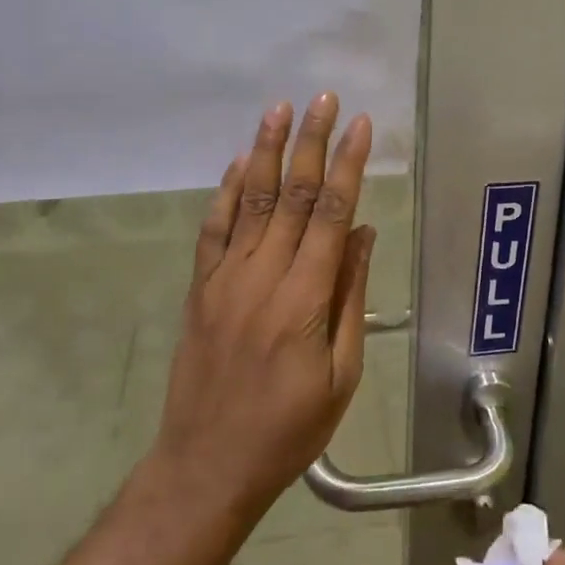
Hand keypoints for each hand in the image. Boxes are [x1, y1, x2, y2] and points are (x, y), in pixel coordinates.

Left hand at [151, 94, 375, 523]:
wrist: (207, 465)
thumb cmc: (288, 429)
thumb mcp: (340, 374)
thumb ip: (350, 297)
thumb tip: (363, 234)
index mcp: (304, 299)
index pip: (332, 215)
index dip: (348, 166)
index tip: (361, 126)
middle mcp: (262, 276)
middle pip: (293, 195)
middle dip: (312, 142)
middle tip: (324, 99)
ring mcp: (225, 278)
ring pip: (252, 201)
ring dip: (268, 151)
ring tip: (281, 108)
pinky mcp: (201, 288)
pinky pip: (215, 229)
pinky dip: (228, 191)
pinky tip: (242, 162)